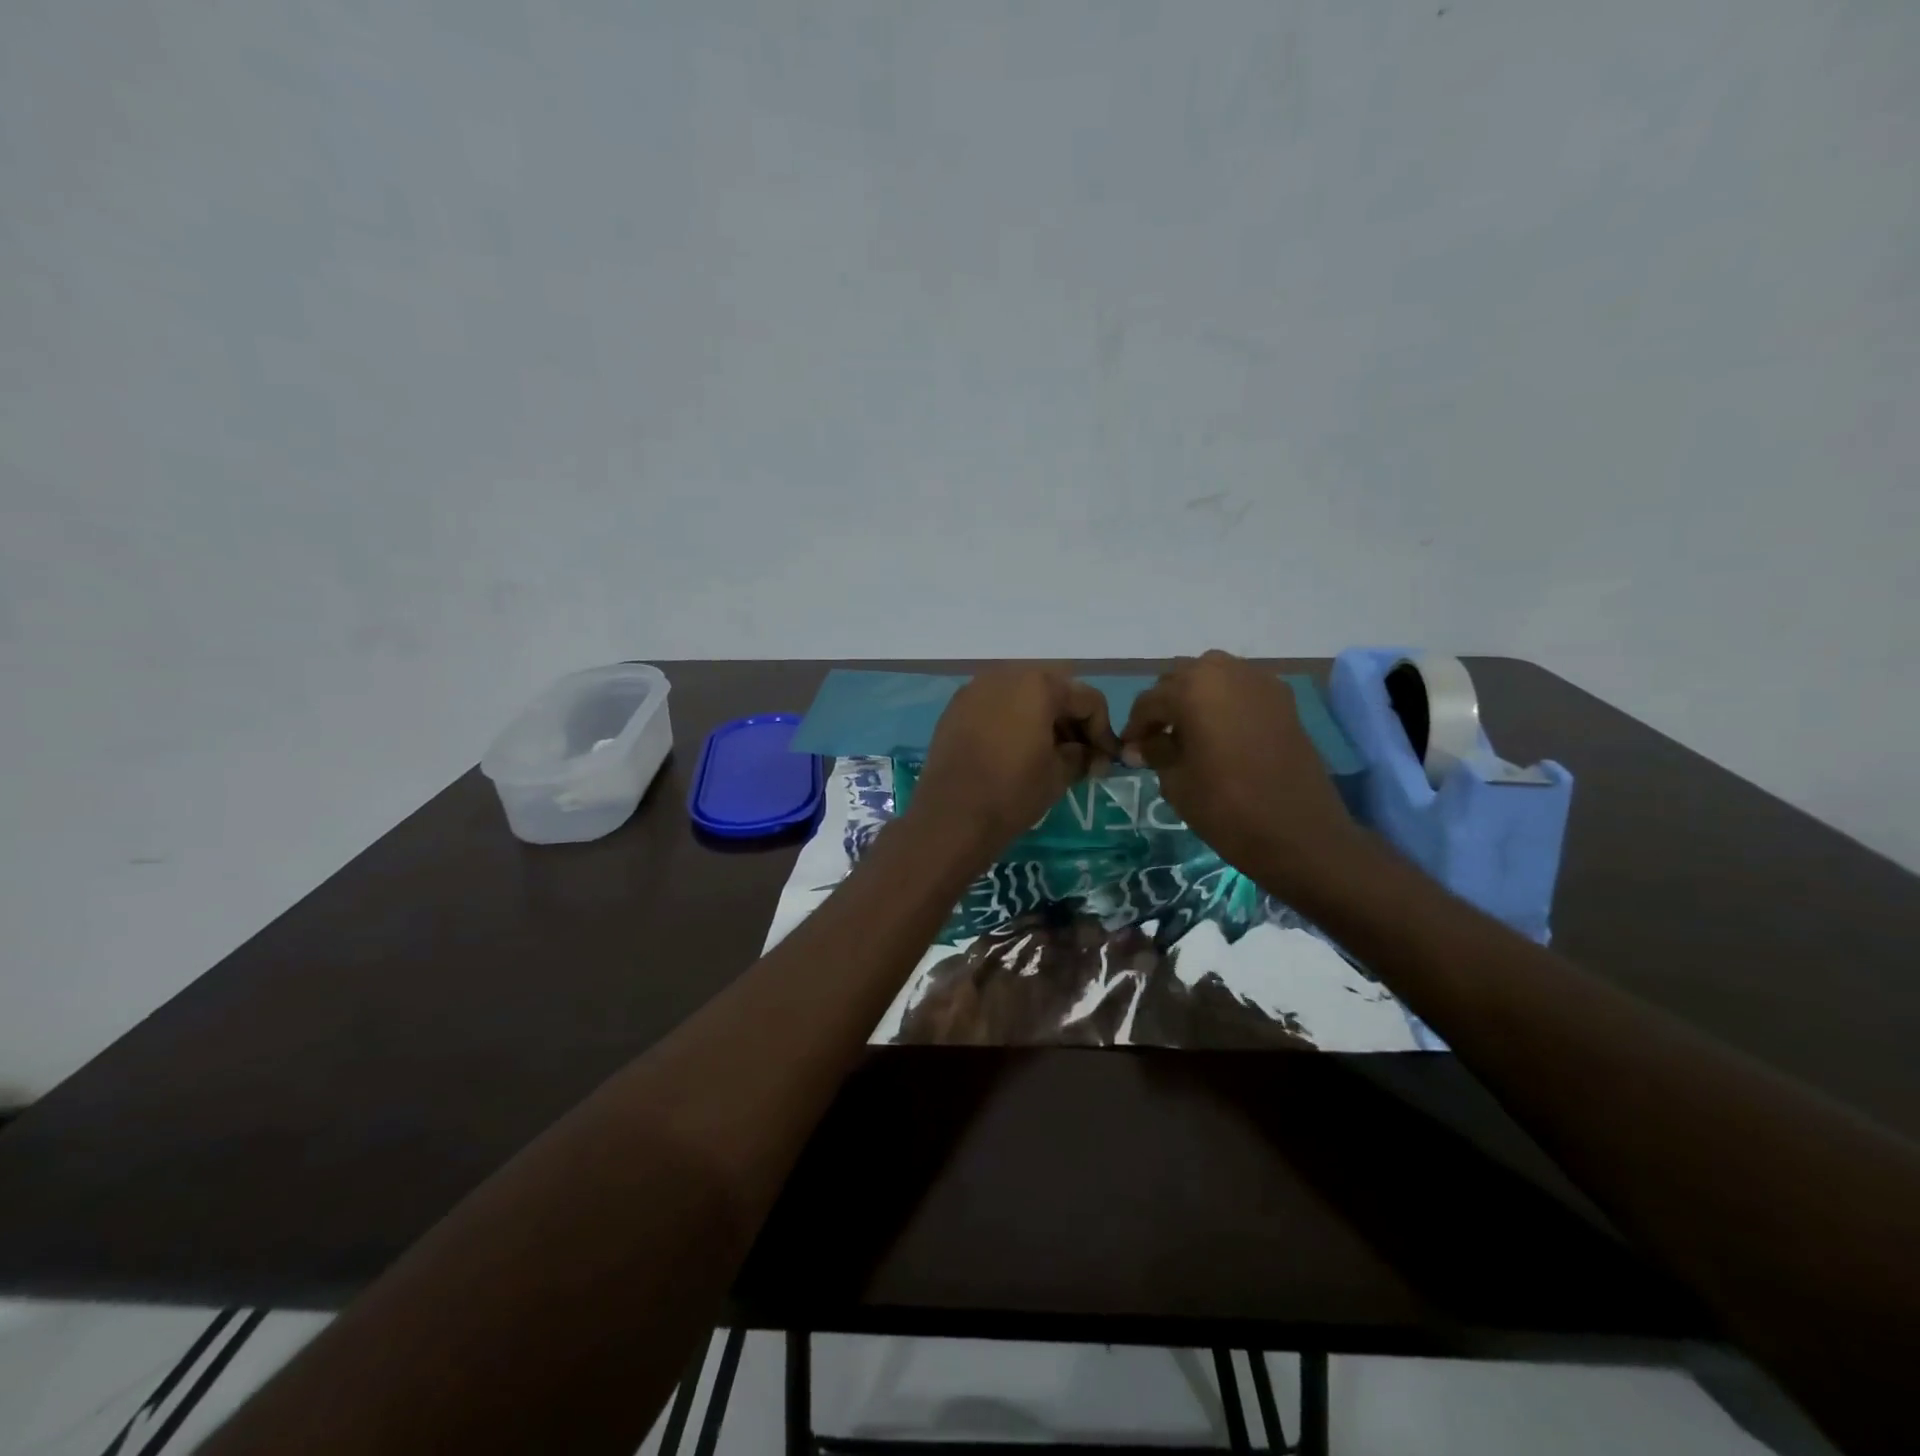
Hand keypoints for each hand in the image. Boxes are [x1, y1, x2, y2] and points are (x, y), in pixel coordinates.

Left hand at [906, 667, 1118, 864]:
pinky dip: (1012, 721)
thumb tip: (1084, 751)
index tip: (1106, 761)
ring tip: (1049, 754)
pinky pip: (995, 706)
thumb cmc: (1012, 792)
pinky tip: (1016, 751)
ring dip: (1042, 718)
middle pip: (1053, 690)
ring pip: (1022, 695)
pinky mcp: (955, 708)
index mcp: (1038, 684)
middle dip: (1071, 719)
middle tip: (1079, 754)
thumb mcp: (1060, 774)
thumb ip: (1081, 754)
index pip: (1086, 699)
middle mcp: (1005, 675)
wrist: (951, 817)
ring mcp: (975, 689)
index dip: (1103, 731)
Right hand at [1120, 650, 1359, 895]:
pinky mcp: (1283, 700)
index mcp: (1192, 689)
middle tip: (1155, 740)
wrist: (1299, 833)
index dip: (1134, 727)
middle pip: (1180, 678)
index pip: (1149, 701)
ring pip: (1212, 676)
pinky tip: (1219, 732)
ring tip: (1187, 733)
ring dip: (1194, 697)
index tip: (1128, 751)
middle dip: (1164, 705)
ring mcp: (1260, 682)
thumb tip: (1139, 745)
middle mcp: (1225, 672)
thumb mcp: (1176, 781)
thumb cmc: (1226, 808)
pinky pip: (1241, 688)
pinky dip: (1224, 701)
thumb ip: (1155, 752)